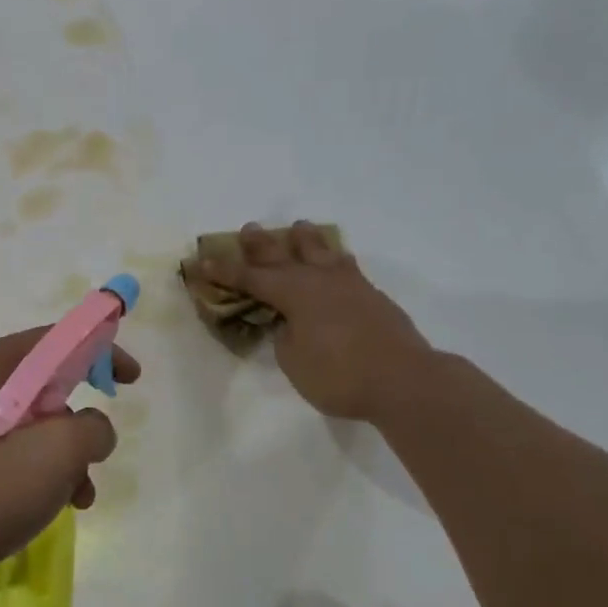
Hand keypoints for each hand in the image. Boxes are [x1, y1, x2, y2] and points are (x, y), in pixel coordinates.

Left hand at [0, 328, 141, 601]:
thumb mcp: (52, 456)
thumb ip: (90, 430)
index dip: (102, 351)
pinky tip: (45, 509)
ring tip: (76, 497)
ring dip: (62, 456)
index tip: (131, 380)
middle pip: (46, 383)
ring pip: (31, 423)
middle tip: (97, 451)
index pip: (60, 339)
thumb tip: (93, 428)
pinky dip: (35, 472)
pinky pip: (7, 450)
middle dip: (80, 420)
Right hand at [199, 221, 435, 422]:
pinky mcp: (373, 296)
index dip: (224, 270)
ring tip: (299, 227)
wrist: (405, 380)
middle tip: (249, 228)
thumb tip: (290, 322)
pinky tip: (337, 260)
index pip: (250, 278)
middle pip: (283, 255)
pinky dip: (334, 259)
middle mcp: (318, 280)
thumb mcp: (294, 360)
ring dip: (306, 239)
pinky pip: (347, 266)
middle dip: (262, 244)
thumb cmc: (339, 374)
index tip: (202, 261)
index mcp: (293, 293)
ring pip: (322, 252)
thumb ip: (285, 336)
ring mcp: (350, 285)